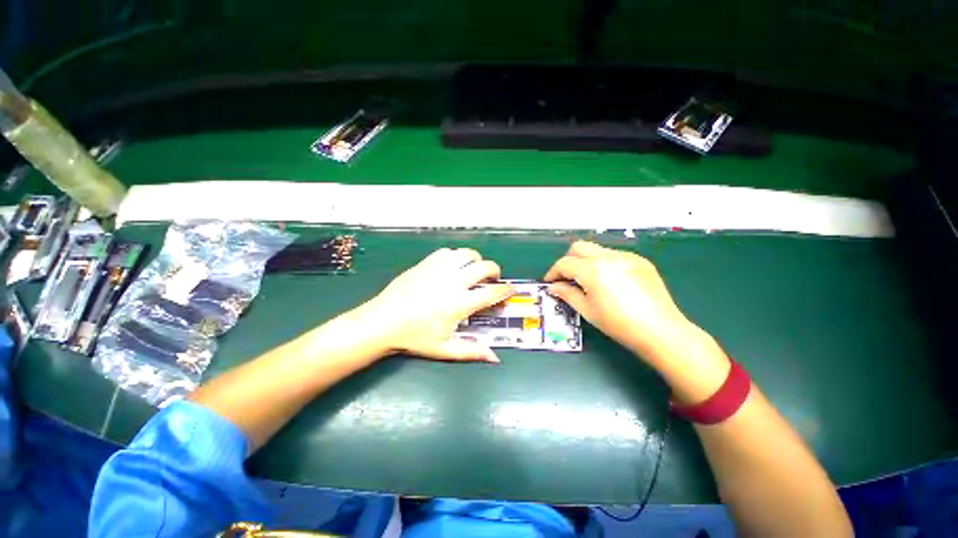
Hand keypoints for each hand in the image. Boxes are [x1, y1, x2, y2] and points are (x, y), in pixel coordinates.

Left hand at [354, 248, 513, 362]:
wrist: (382, 322)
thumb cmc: (414, 338)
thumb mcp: (444, 349)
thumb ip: (472, 352)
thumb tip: (495, 358)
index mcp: (459, 304)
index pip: (491, 293)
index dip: (505, 290)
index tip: (511, 289)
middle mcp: (452, 282)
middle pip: (483, 267)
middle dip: (495, 270)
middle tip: (493, 278)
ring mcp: (437, 269)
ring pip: (466, 254)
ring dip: (475, 260)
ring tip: (473, 269)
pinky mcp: (425, 263)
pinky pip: (447, 253)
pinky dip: (456, 257)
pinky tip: (452, 266)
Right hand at [544, 241, 697, 362]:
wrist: (661, 331)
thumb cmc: (618, 323)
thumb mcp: (587, 310)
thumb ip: (566, 293)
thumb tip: (553, 287)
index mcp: (593, 270)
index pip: (565, 263)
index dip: (553, 272)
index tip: (550, 282)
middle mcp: (608, 257)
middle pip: (579, 247)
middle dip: (568, 260)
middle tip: (566, 277)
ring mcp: (626, 257)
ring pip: (596, 250)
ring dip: (586, 261)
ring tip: (588, 281)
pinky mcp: (640, 261)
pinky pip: (614, 256)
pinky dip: (603, 264)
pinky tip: (609, 282)